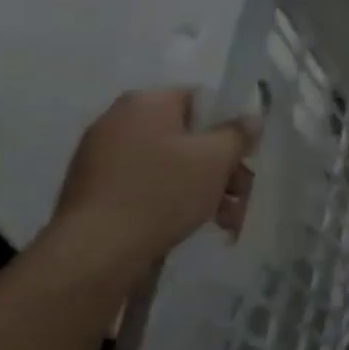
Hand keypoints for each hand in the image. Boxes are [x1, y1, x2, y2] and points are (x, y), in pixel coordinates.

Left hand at [51, 89, 255, 271]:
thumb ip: (238, 133)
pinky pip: (151, 185)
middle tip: (243, 192)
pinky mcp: (100, 190)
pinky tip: (200, 223)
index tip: (247, 152)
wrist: (97, 250)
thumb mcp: (215, 158)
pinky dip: (177, 199)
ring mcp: (105, 157)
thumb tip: (250, 117)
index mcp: (146, 103)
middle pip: (189, 136)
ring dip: (207, 187)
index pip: (200, 99)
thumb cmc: (162, 192)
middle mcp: (120, 122)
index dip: (231, 123)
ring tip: (229, 219)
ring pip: (173, 164)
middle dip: (222, 165)